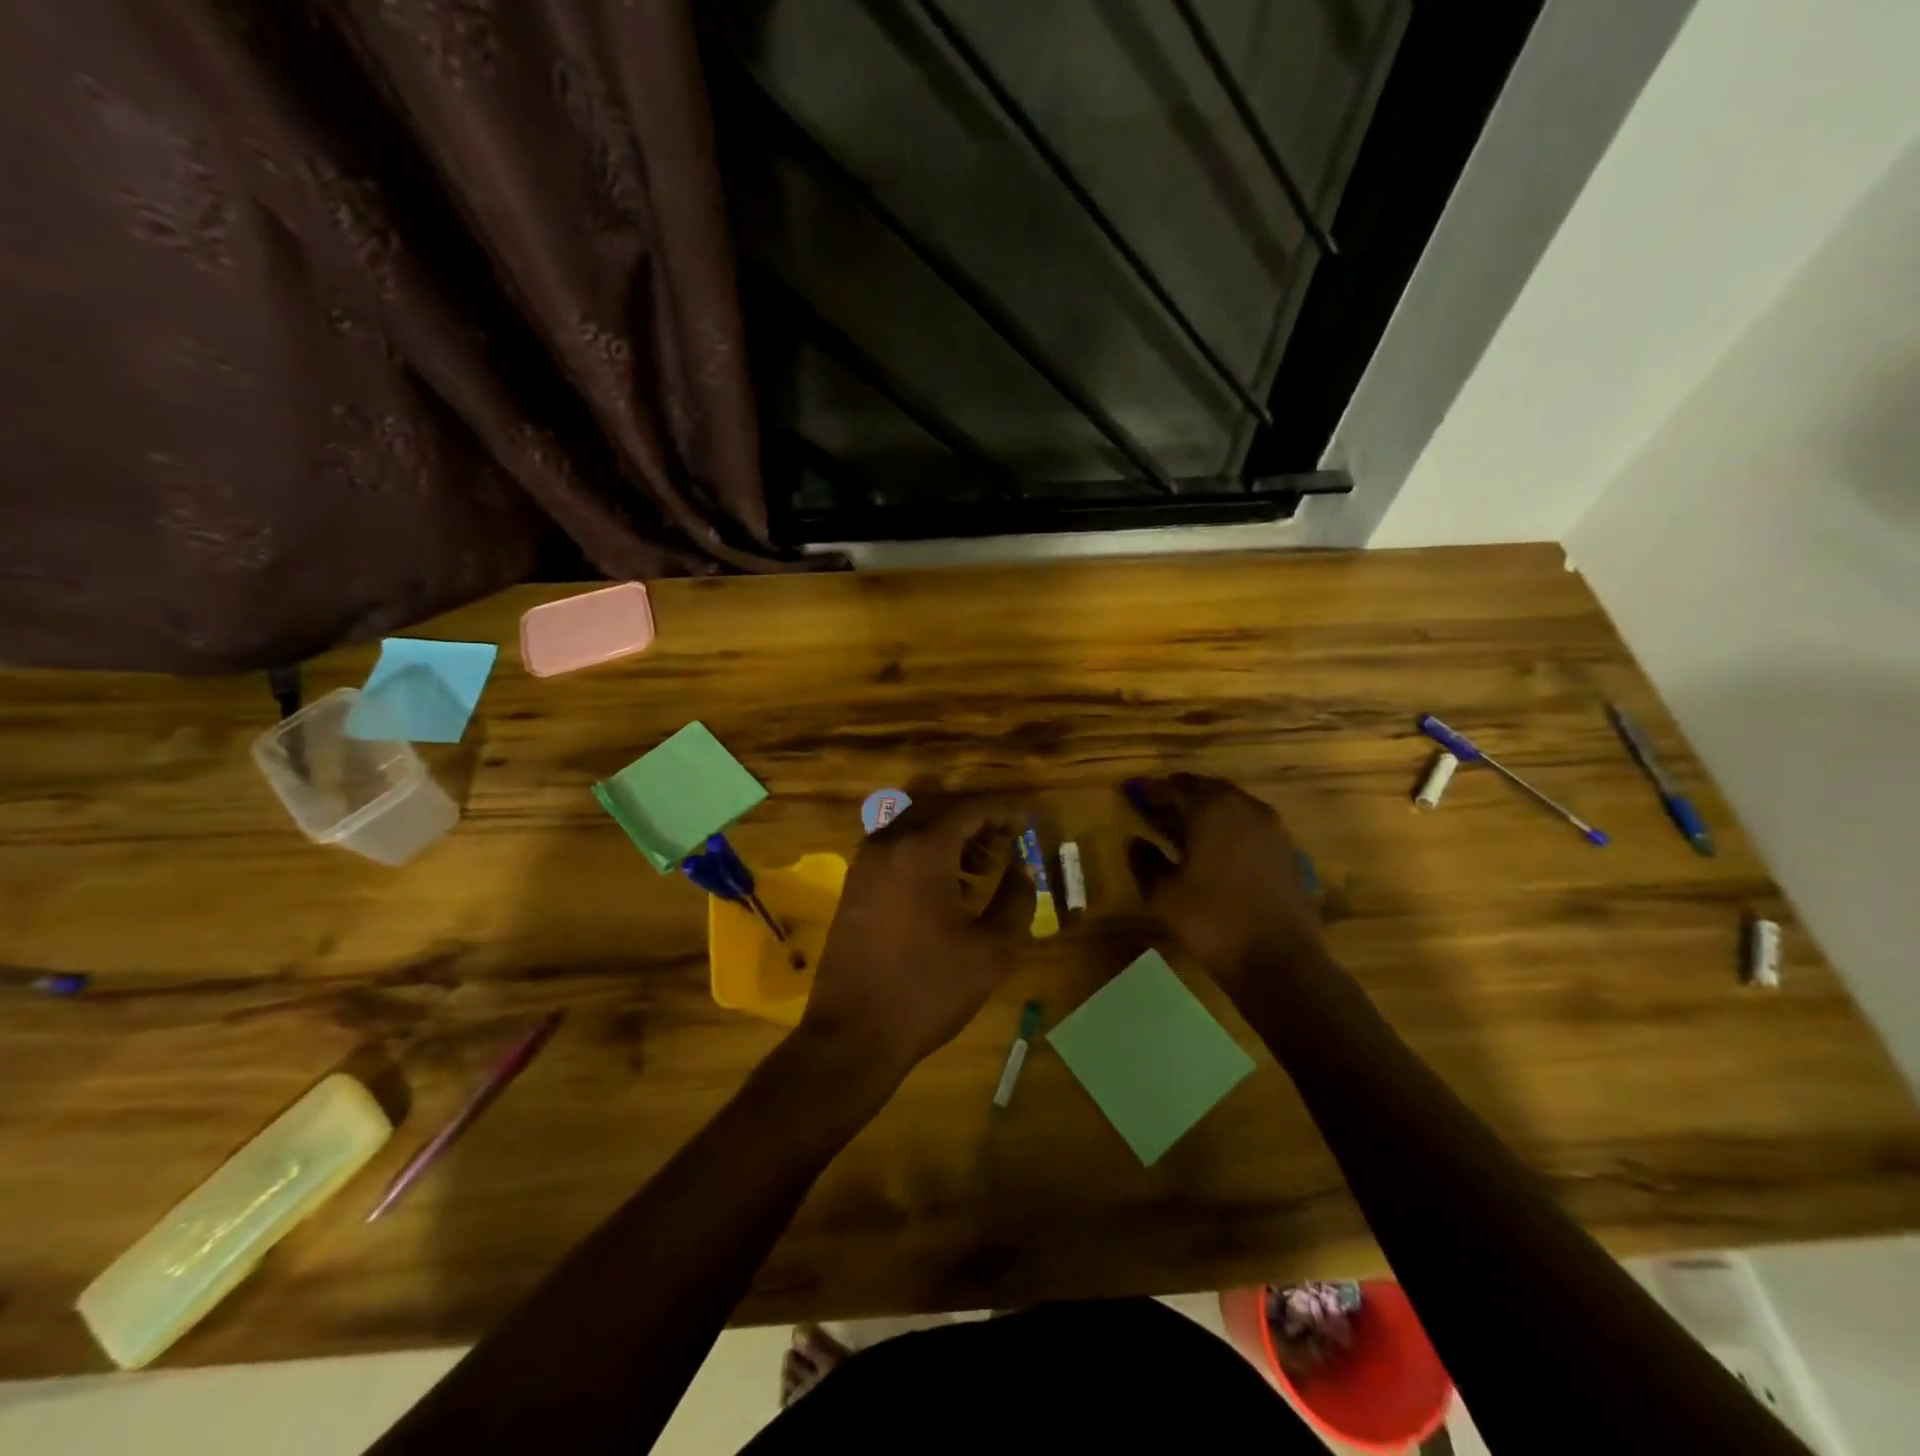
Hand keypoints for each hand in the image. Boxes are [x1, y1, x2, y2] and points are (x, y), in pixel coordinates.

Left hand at [797, 799, 1034, 1087]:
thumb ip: (1016, 899)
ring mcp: (864, 865)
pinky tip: (944, 893)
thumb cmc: (929, 988)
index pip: (969, 810)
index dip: (1002, 813)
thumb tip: (1024, 869)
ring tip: (980, 874)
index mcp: (922, 850)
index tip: (1026, 825)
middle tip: (1004, 848)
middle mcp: (887, 844)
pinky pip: (894, 853)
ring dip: (949, 842)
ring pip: (914, 831)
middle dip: (975, 825)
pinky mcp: (853, 887)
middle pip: (939, 813)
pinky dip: (923, 858)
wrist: (854, 1034)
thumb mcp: (991, 949)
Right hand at [1123, 773, 1327, 995]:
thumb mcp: (1163, 894)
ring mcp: (1273, 829)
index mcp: (1213, 810)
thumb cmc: (1212, 922)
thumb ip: (1145, 861)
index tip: (1134, 794)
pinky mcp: (1288, 851)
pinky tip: (1216, 851)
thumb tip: (1136, 841)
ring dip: (1208, 811)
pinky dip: (1230, 828)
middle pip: (1208, 789)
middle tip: (1158, 809)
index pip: (1177, 786)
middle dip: (1182, 795)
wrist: (1281, 962)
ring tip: (1184, 829)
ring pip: (1233, 805)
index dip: (1153, 789)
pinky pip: (1251, 826)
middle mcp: (1246, 808)